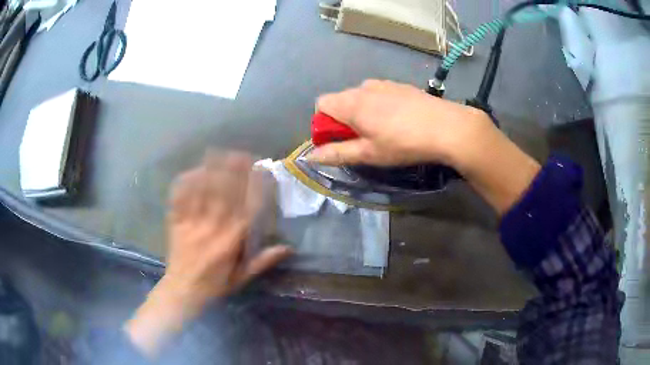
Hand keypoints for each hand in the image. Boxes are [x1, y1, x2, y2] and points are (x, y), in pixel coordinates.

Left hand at [125, 151, 291, 356]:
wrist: (182, 291)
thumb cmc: (214, 285)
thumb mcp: (242, 278)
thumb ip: (263, 261)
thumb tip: (288, 248)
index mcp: (230, 243)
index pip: (246, 209)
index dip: (255, 189)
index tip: (262, 172)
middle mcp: (211, 228)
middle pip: (223, 194)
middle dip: (233, 171)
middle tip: (242, 154)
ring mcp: (191, 223)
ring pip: (201, 192)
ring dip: (211, 170)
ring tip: (218, 153)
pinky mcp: (176, 223)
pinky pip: (179, 199)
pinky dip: (185, 183)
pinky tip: (192, 170)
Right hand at [310, 80, 540, 215]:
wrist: (447, 127)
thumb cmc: (404, 143)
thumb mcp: (369, 154)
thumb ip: (337, 153)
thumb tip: (311, 156)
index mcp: (351, 102)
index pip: (321, 104)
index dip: (324, 124)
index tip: (340, 140)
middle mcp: (364, 87)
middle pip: (341, 100)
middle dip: (344, 119)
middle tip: (364, 140)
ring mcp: (384, 84)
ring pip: (361, 97)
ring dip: (363, 113)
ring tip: (384, 131)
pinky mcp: (401, 86)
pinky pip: (379, 94)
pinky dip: (380, 106)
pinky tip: (399, 121)